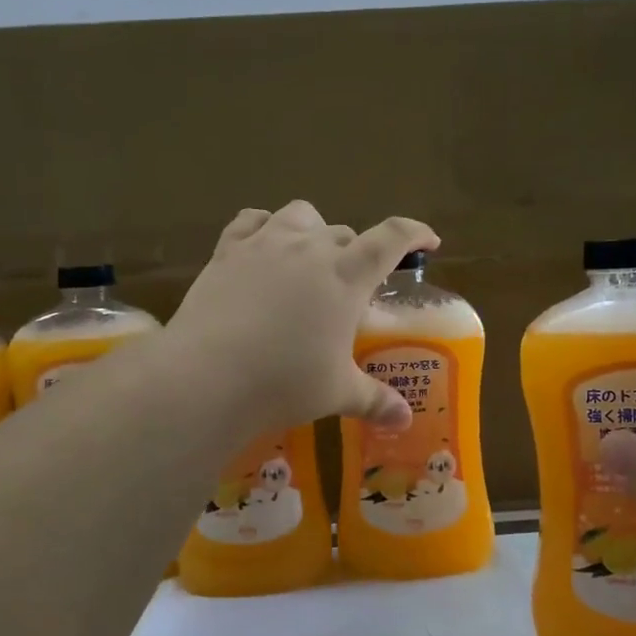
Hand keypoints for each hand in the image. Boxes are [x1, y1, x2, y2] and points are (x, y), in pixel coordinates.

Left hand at [164, 201, 439, 437]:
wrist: (207, 375)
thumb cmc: (284, 382)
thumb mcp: (336, 393)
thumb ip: (374, 400)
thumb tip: (404, 420)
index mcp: (347, 275)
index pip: (392, 238)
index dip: (415, 233)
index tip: (427, 241)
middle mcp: (310, 248)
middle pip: (345, 233)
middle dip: (357, 253)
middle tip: (352, 287)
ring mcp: (266, 243)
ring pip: (301, 215)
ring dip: (314, 231)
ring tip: (309, 258)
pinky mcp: (227, 250)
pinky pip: (251, 220)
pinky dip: (264, 226)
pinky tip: (262, 246)